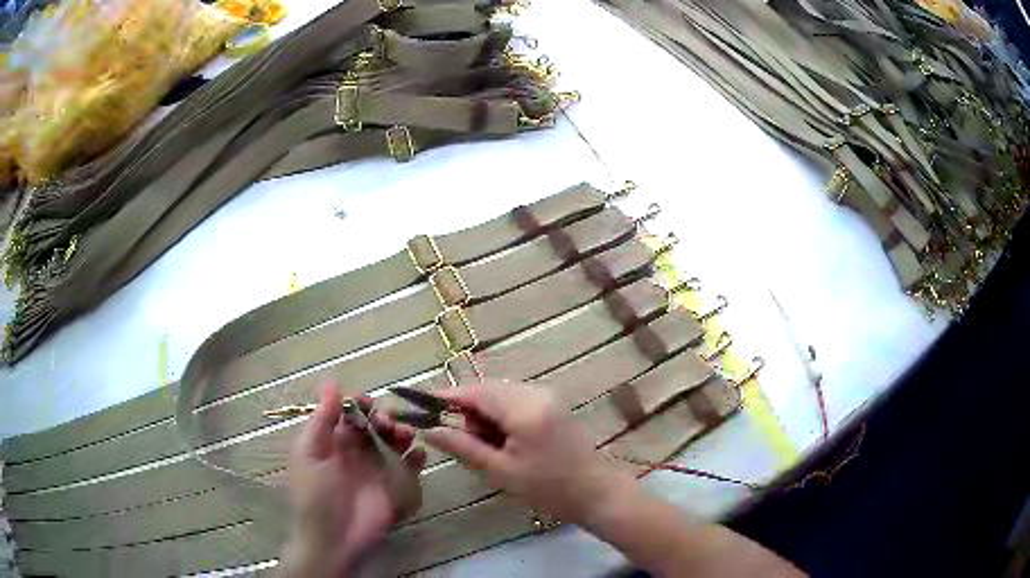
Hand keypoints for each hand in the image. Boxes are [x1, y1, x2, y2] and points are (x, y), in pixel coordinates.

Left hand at [280, 385, 426, 577]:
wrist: (334, 540)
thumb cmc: (316, 495)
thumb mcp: (309, 454)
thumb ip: (321, 419)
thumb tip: (332, 382)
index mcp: (332, 442)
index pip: (349, 413)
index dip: (360, 404)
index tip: (369, 402)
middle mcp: (356, 452)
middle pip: (375, 425)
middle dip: (384, 417)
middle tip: (388, 424)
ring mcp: (377, 470)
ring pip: (394, 442)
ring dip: (402, 433)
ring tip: (406, 436)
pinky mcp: (395, 488)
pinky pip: (410, 467)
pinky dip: (417, 458)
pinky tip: (417, 456)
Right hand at [421, 381, 634, 526]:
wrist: (597, 493)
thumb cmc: (548, 488)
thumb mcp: (500, 470)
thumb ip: (463, 447)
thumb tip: (430, 430)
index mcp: (523, 408)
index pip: (475, 392)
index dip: (446, 397)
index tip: (421, 405)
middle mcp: (536, 392)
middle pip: (488, 391)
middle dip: (470, 412)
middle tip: (467, 444)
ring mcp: (548, 396)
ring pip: (502, 397)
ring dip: (487, 416)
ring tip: (491, 450)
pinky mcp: (554, 405)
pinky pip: (517, 402)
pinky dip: (503, 418)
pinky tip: (507, 443)